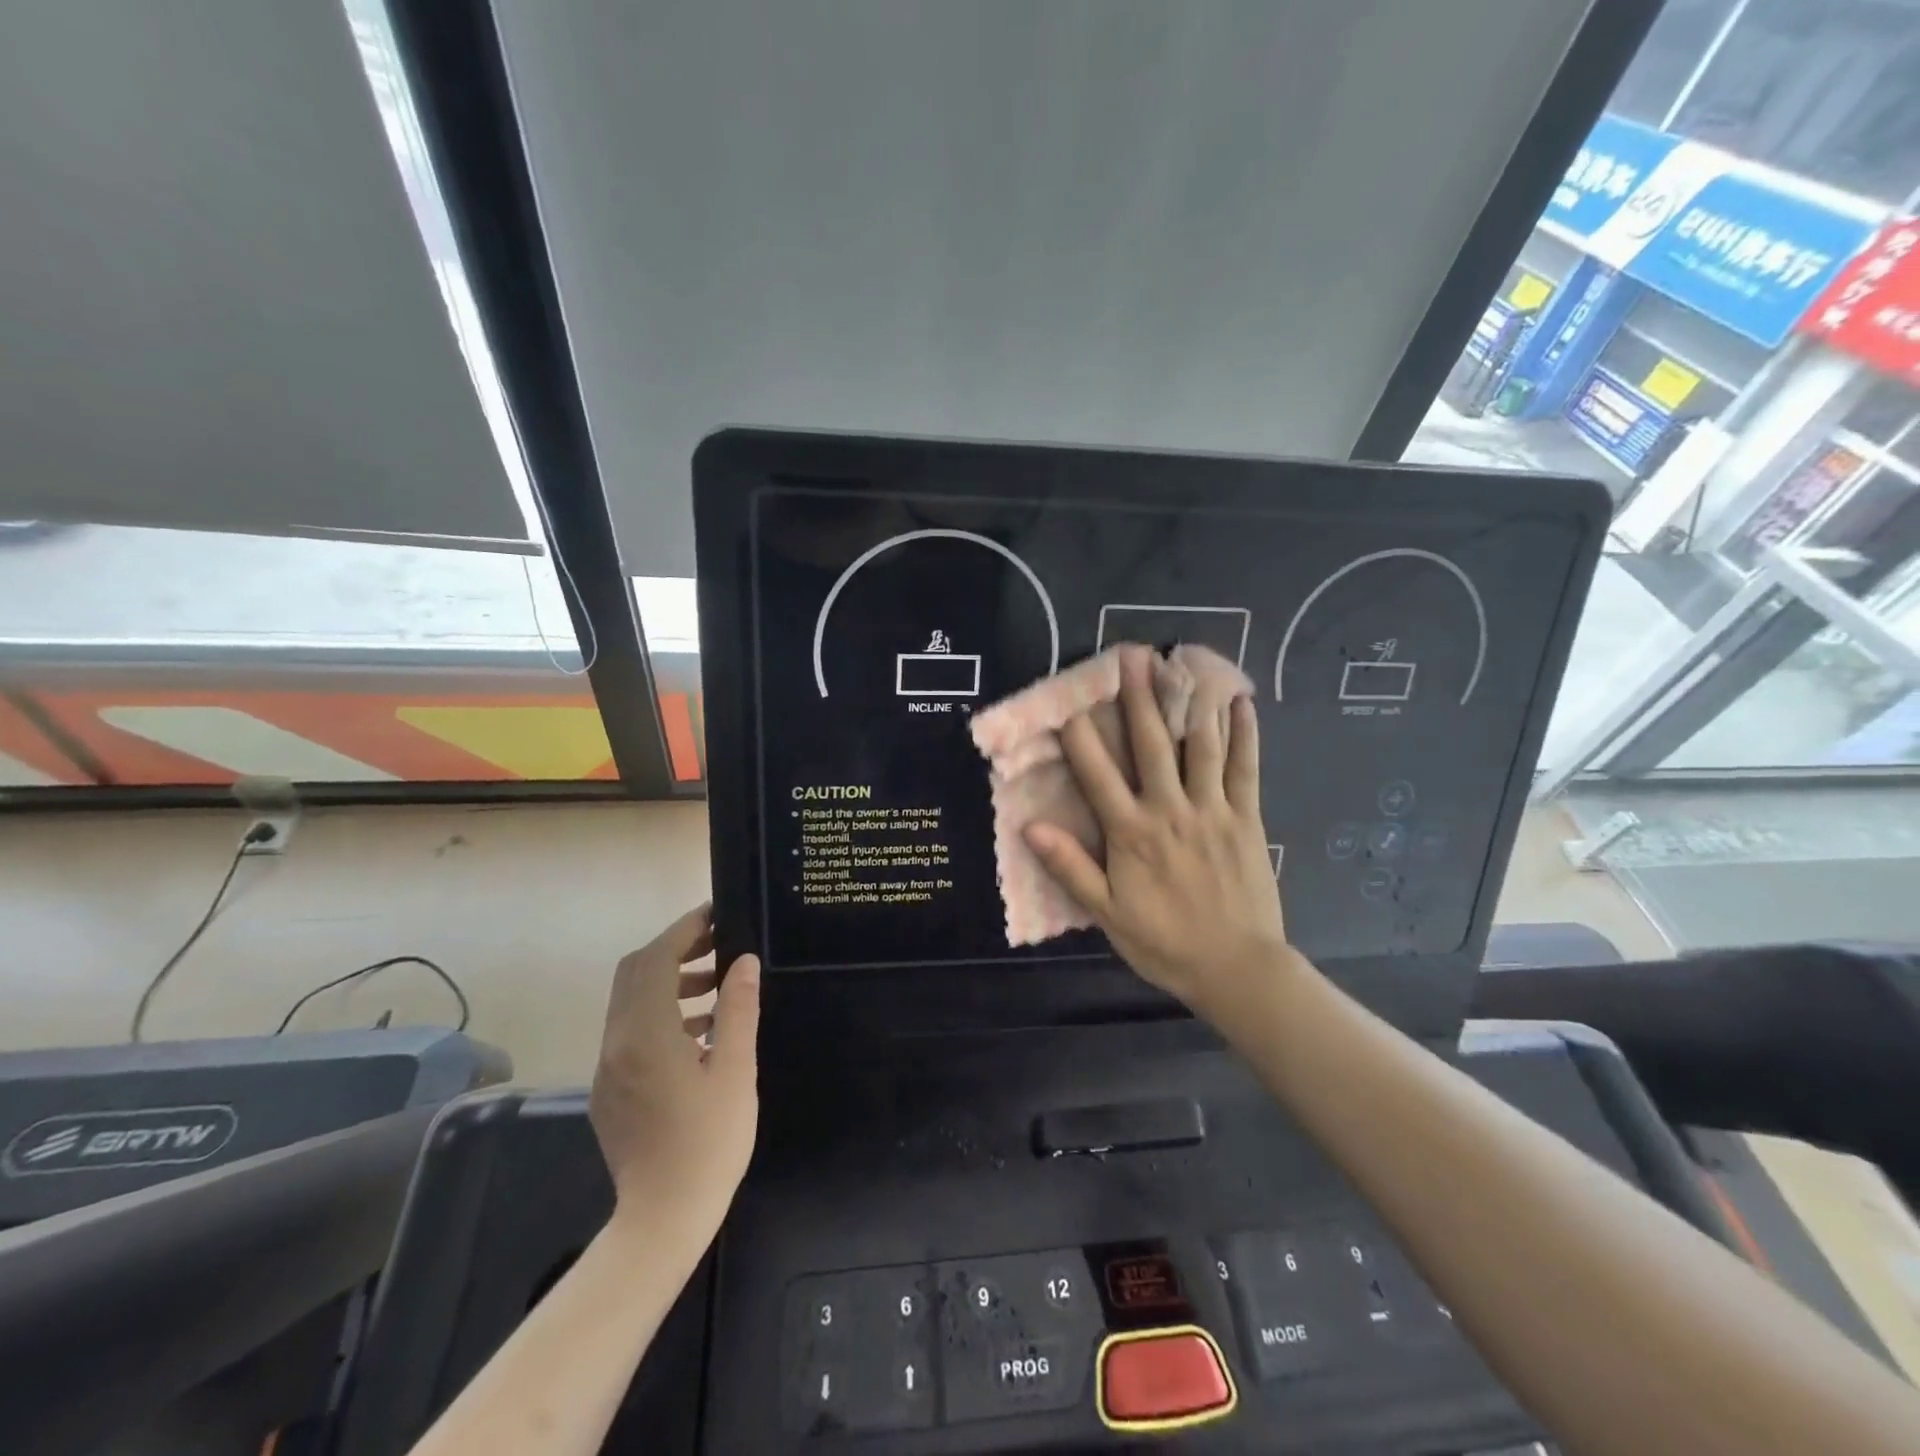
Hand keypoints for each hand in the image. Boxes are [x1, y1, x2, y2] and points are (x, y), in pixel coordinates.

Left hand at [588, 904, 760, 1233]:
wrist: (662, 1219)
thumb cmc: (709, 1143)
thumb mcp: (735, 1070)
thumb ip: (737, 1009)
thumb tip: (743, 961)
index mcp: (646, 1034)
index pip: (655, 960)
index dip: (684, 930)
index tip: (716, 914)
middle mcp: (616, 1043)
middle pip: (634, 973)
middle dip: (675, 949)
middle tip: (719, 943)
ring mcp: (608, 1067)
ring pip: (631, 1000)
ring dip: (669, 980)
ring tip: (717, 984)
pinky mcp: (609, 1088)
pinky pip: (631, 1030)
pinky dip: (661, 1012)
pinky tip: (700, 1029)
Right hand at [1024, 646, 1289, 1017]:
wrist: (1236, 969)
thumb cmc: (1164, 943)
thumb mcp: (1107, 914)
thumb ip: (1071, 867)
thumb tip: (1031, 827)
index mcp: (1132, 833)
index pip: (1098, 775)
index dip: (1080, 738)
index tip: (1068, 704)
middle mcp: (1170, 810)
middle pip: (1152, 745)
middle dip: (1140, 699)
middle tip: (1133, 656)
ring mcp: (1213, 810)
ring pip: (1200, 747)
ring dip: (1188, 702)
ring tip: (1182, 664)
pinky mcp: (1246, 818)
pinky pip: (1245, 768)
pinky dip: (1244, 734)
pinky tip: (1240, 702)